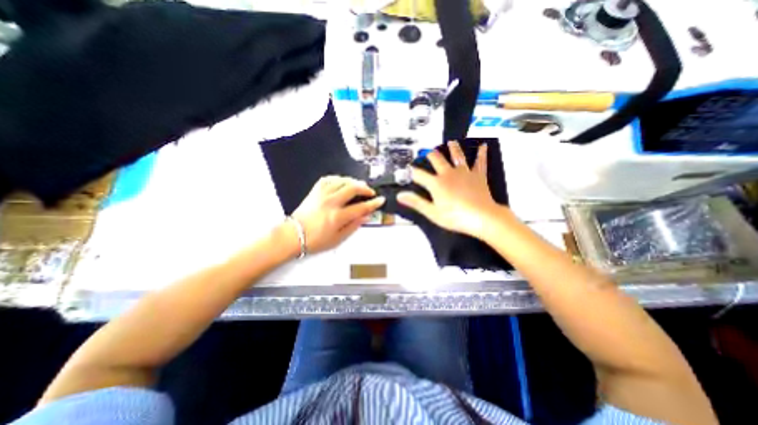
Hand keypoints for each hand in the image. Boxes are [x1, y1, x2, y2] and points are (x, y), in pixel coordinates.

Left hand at [291, 174, 384, 253]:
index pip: (360, 207)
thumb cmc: (315, 240)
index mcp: (337, 217)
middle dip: (365, 188)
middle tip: (370, 191)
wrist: (293, 235)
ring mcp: (321, 194)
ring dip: (353, 181)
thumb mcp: (338, 239)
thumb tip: (366, 216)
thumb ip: (353, 226)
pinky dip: (338, 178)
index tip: (380, 200)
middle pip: (352, 188)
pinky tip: (342, 182)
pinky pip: (329, 179)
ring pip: (341, 181)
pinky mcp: (315, 191)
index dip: (373, 203)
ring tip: (358, 186)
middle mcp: (330, 202)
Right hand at [399, 139, 501, 237]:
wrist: (481, 217)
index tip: (407, 169)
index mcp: (436, 183)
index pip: (419, 174)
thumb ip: (416, 202)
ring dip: (453, 148)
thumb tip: (399, 195)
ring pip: (457, 156)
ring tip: (451, 142)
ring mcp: (464, 172)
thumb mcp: (432, 212)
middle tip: (427, 151)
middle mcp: (449, 173)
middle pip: (437, 159)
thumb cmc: (455, 217)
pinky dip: (481, 154)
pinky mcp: (478, 175)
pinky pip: (479, 162)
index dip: (411, 171)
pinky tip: (483, 146)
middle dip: (430, 154)